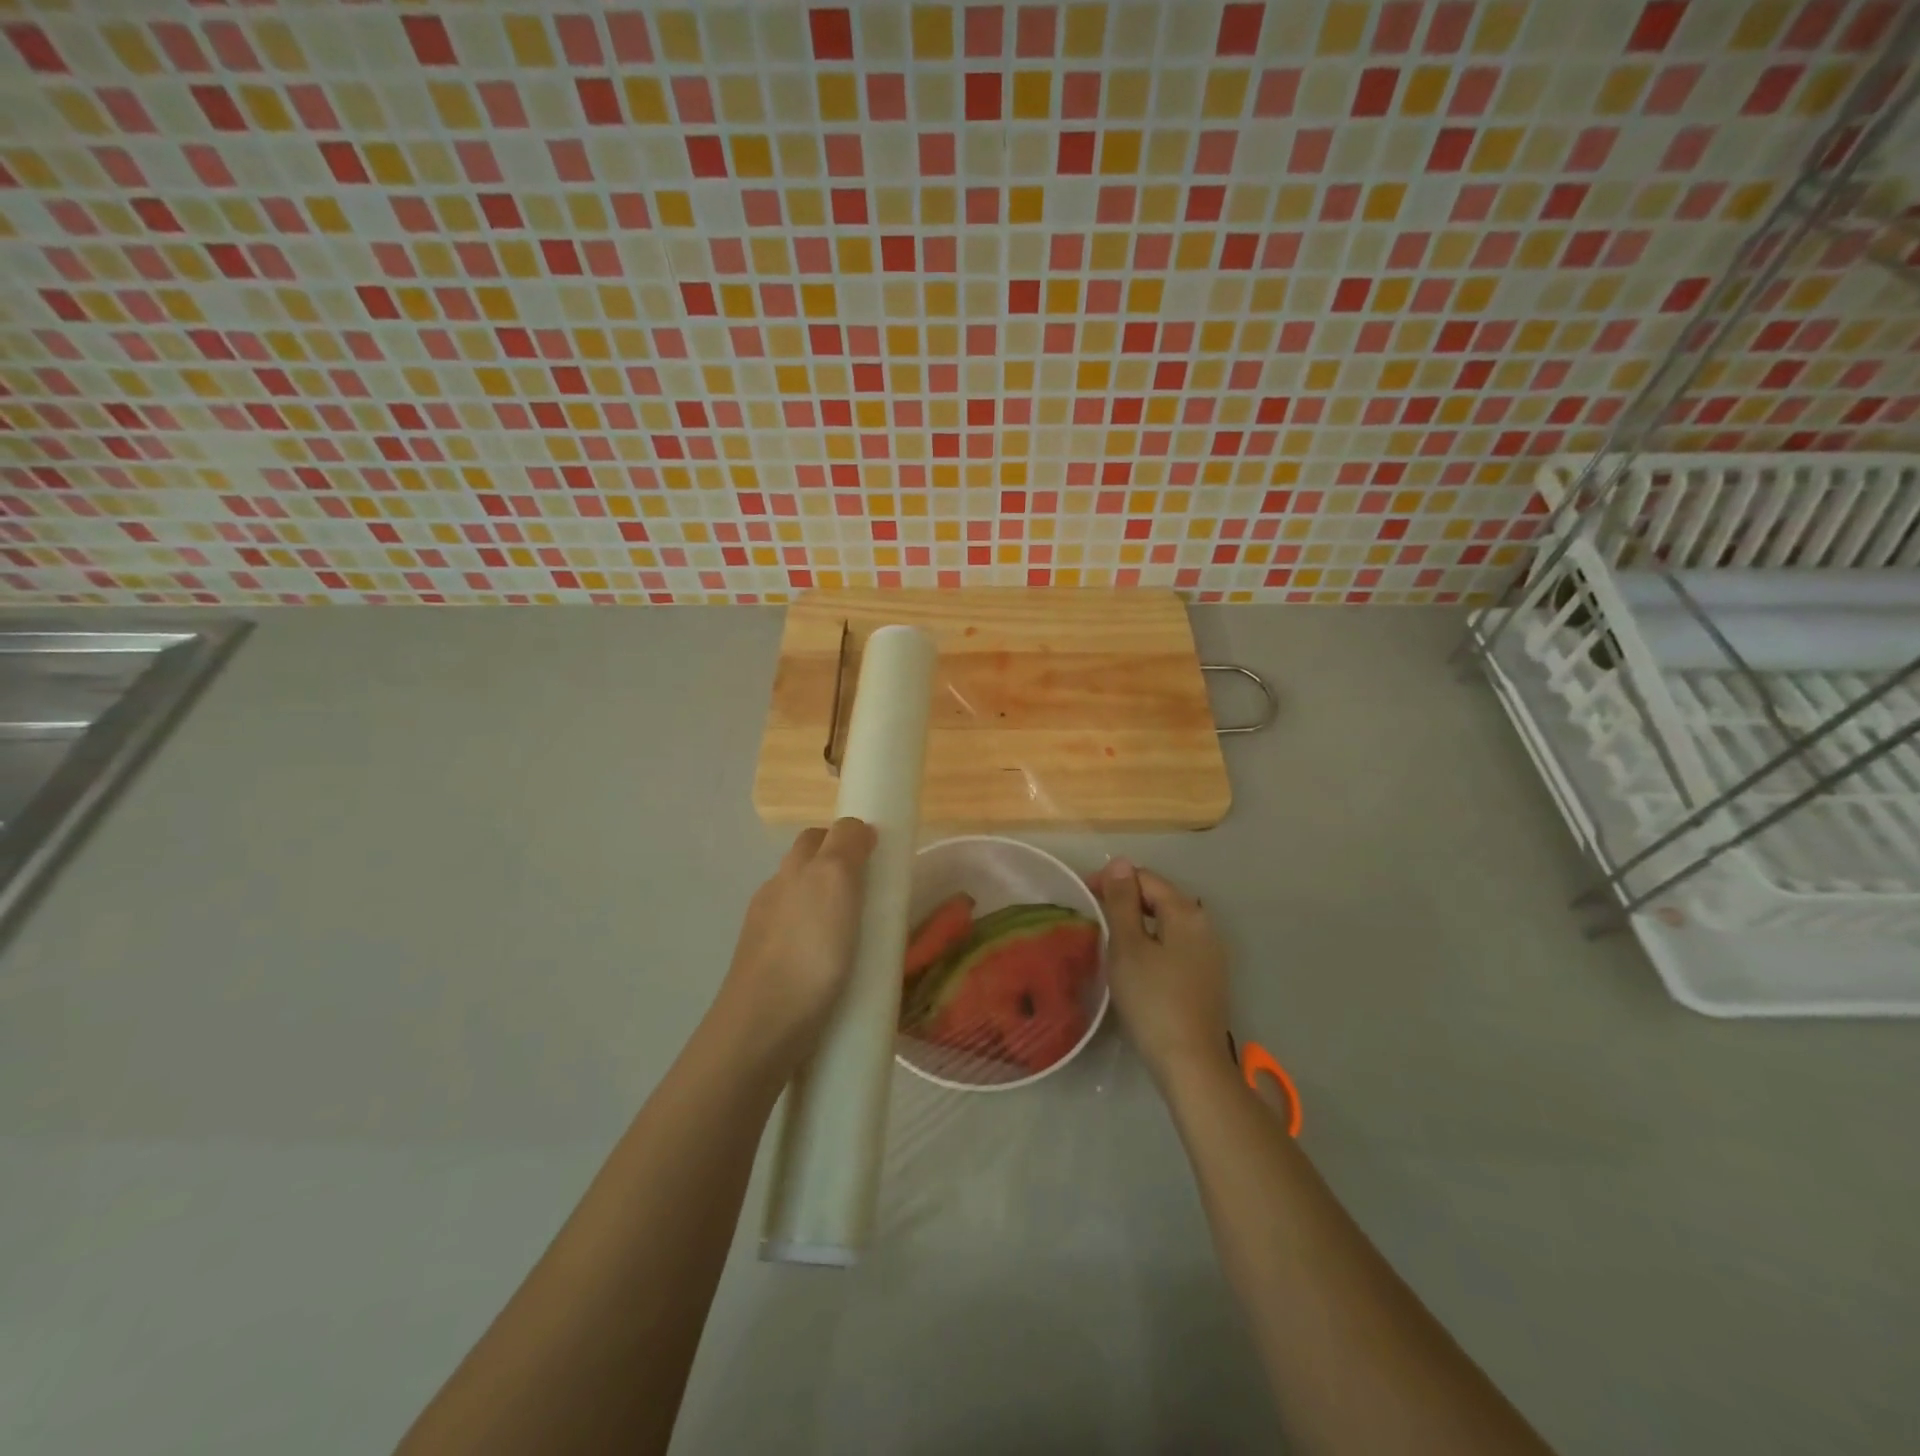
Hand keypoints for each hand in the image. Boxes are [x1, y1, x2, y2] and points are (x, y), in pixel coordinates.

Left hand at [714, 818, 876, 1072]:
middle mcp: (773, 896)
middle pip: (806, 870)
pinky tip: (836, 969)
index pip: (818, 837)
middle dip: (836, 872)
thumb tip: (858, 828)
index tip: (877, 858)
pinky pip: (798, 946)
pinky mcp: (766, 974)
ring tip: (860, 936)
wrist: (761, 1029)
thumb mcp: (834, 881)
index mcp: (792, 871)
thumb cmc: (808, 950)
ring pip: (801, 909)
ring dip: (828, 912)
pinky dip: (818, 946)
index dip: (846, 838)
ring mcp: (764, 937)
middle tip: (874, 895)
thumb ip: (846, 845)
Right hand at [1091, 860, 1230, 1086]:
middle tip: (1094, 917)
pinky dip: (1152, 943)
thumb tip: (1121, 862)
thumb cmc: (1152, 999)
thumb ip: (1122, 901)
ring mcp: (1210, 952)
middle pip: (1159, 897)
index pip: (1145, 878)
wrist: (1191, 1063)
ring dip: (1138, 923)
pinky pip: (1175, 944)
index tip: (1085, 896)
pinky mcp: (1207, 977)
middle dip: (1126, 900)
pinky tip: (1136, 964)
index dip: (1112, 881)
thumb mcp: (1128, 946)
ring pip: (1167, 923)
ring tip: (1110, 938)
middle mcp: (1205, 925)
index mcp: (1186, 911)